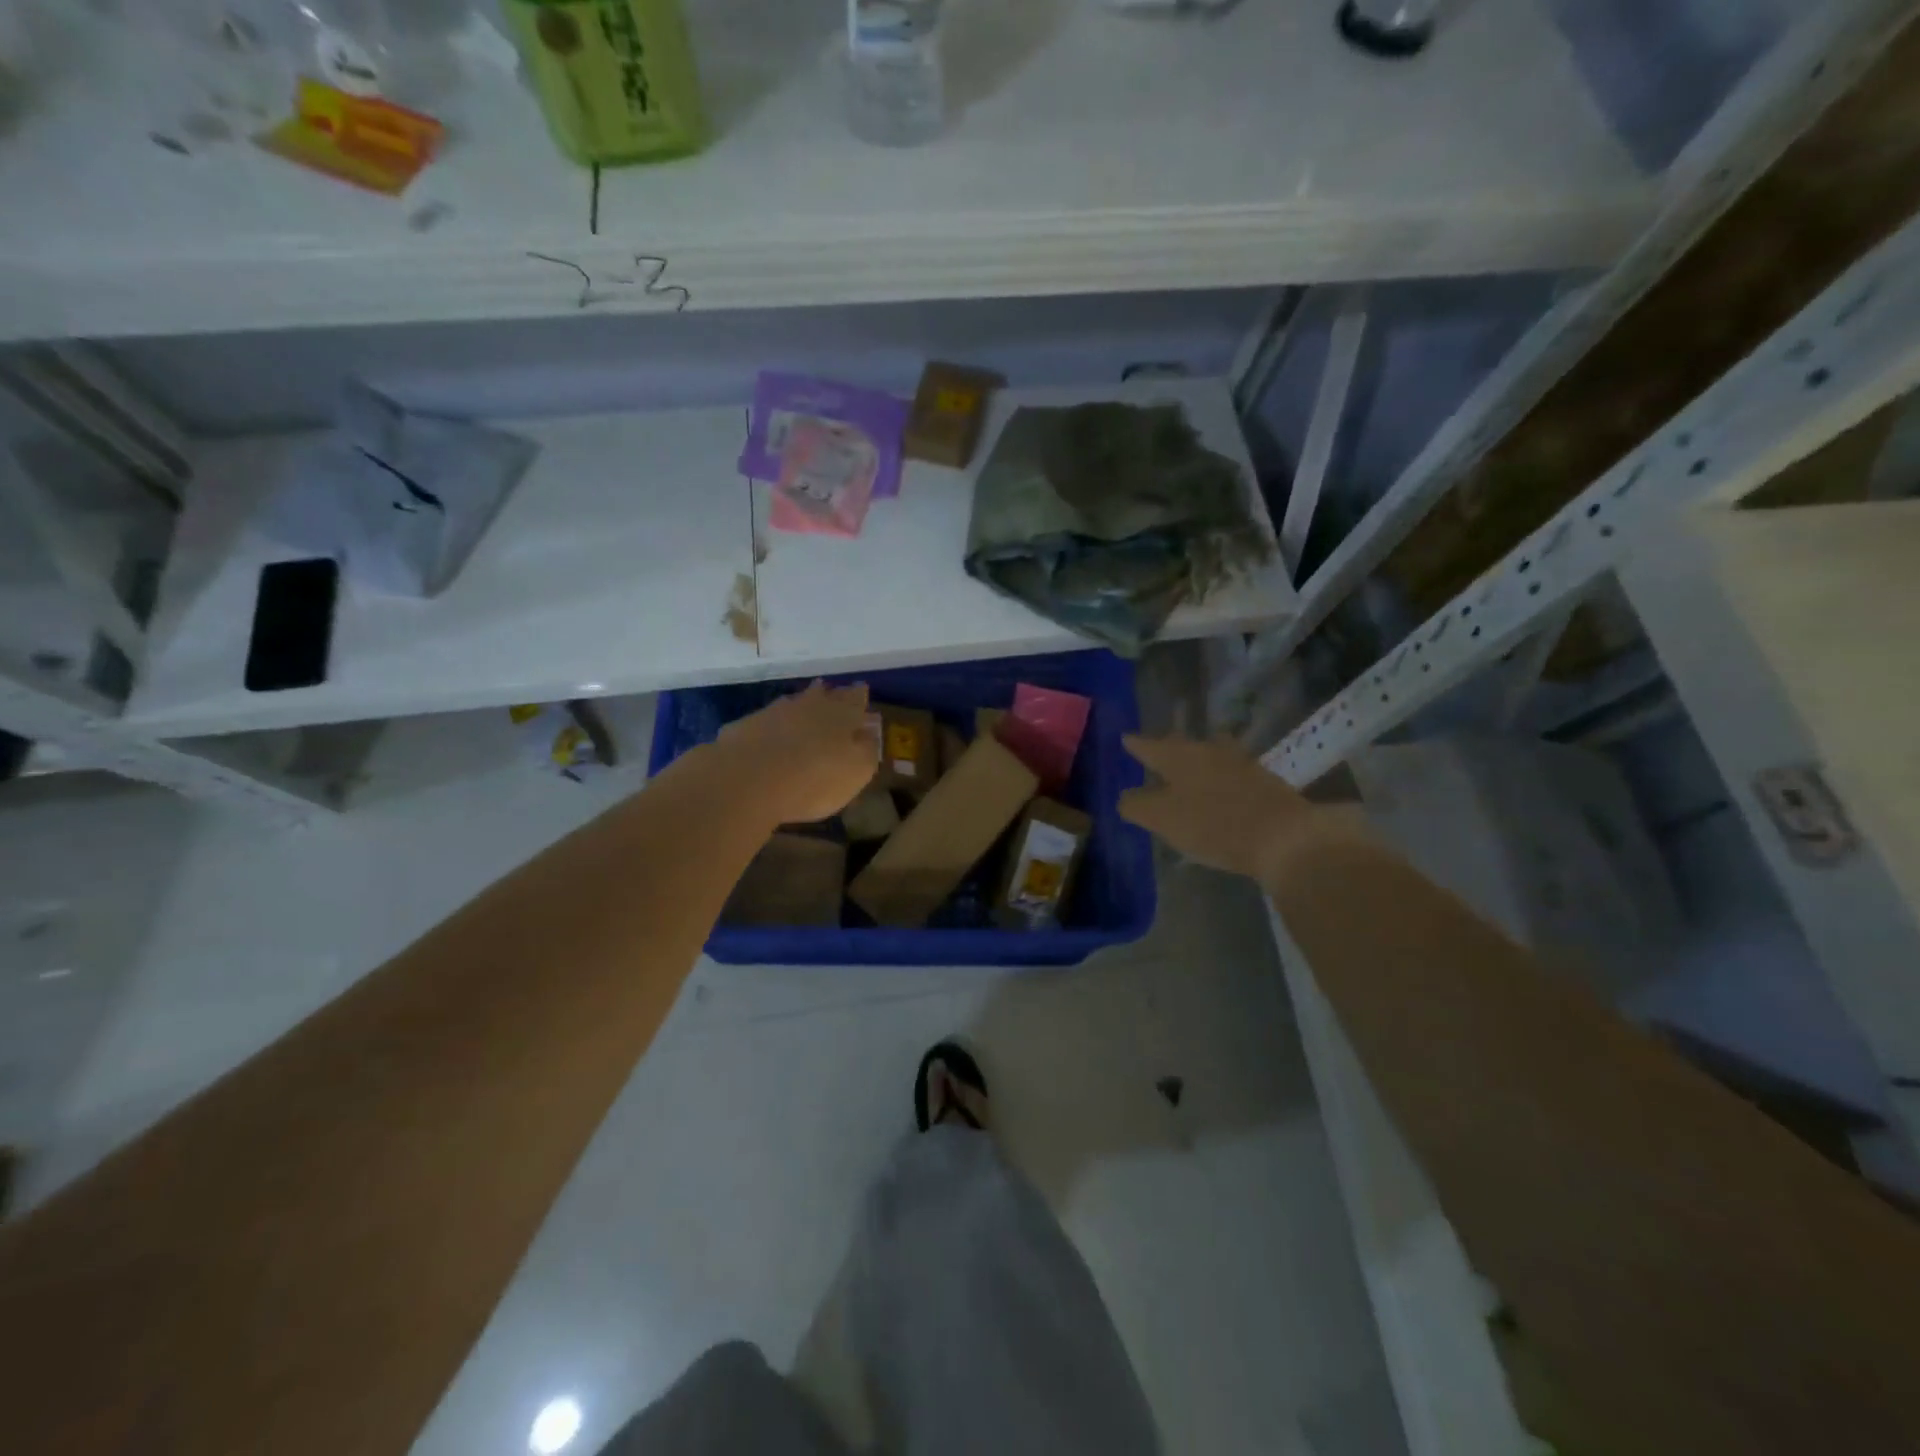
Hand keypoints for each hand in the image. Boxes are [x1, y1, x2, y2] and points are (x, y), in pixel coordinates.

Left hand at [717, 681, 878, 825]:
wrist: (748, 779)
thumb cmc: (814, 779)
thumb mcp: (856, 772)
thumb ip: (866, 751)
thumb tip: (869, 733)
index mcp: (841, 715)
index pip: (855, 698)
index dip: (859, 696)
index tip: (862, 691)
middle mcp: (809, 705)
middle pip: (822, 694)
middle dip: (829, 695)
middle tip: (832, 693)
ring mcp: (774, 712)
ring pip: (793, 703)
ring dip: (800, 706)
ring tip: (803, 711)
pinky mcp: (745, 726)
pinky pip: (765, 721)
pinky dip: (771, 726)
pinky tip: (769, 736)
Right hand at [1119, 733, 1334, 881]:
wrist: (1285, 837)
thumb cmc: (1213, 824)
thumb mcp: (1162, 819)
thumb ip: (1137, 806)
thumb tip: (1126, 797)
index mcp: (1179, 755)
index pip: (1148, 745)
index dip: (1135, 744)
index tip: (1125, 739)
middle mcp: (1208, 750)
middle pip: (1182, 745)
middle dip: (1167, 749)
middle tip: (1155, 753)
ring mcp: (1240, 763)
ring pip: (1210, 755)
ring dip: (1197, 761)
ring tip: (1188, 772)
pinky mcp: (1264, 781)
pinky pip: (1231, 773)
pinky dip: (1219, 779)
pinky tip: (1218, 792)